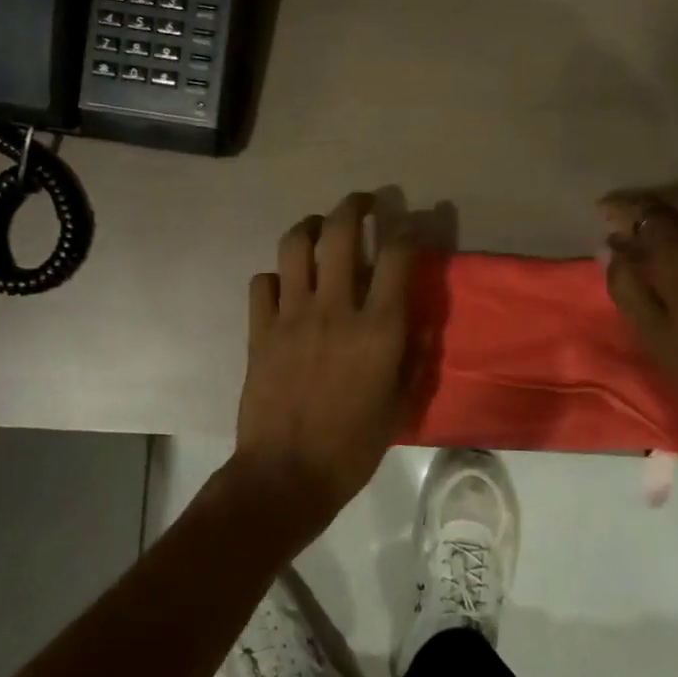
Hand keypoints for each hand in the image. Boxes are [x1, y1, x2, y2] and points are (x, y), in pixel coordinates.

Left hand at [230, 192, 417, 540]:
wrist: (287, 474)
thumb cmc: (352, 447)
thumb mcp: (400, 406)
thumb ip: (412, 358)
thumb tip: (418, 323)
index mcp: (378, 328)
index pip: (396, 256)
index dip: (406, 229)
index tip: (410, 223)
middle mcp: (335, 309)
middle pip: (340, 233)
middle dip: (354, 206)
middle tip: (363, 202)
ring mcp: (291, 316)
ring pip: (295, 246)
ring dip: (310, 226)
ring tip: (319, 228)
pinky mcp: (259, 330)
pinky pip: (263, 283)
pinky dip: (275, 277)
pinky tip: (285, 286)